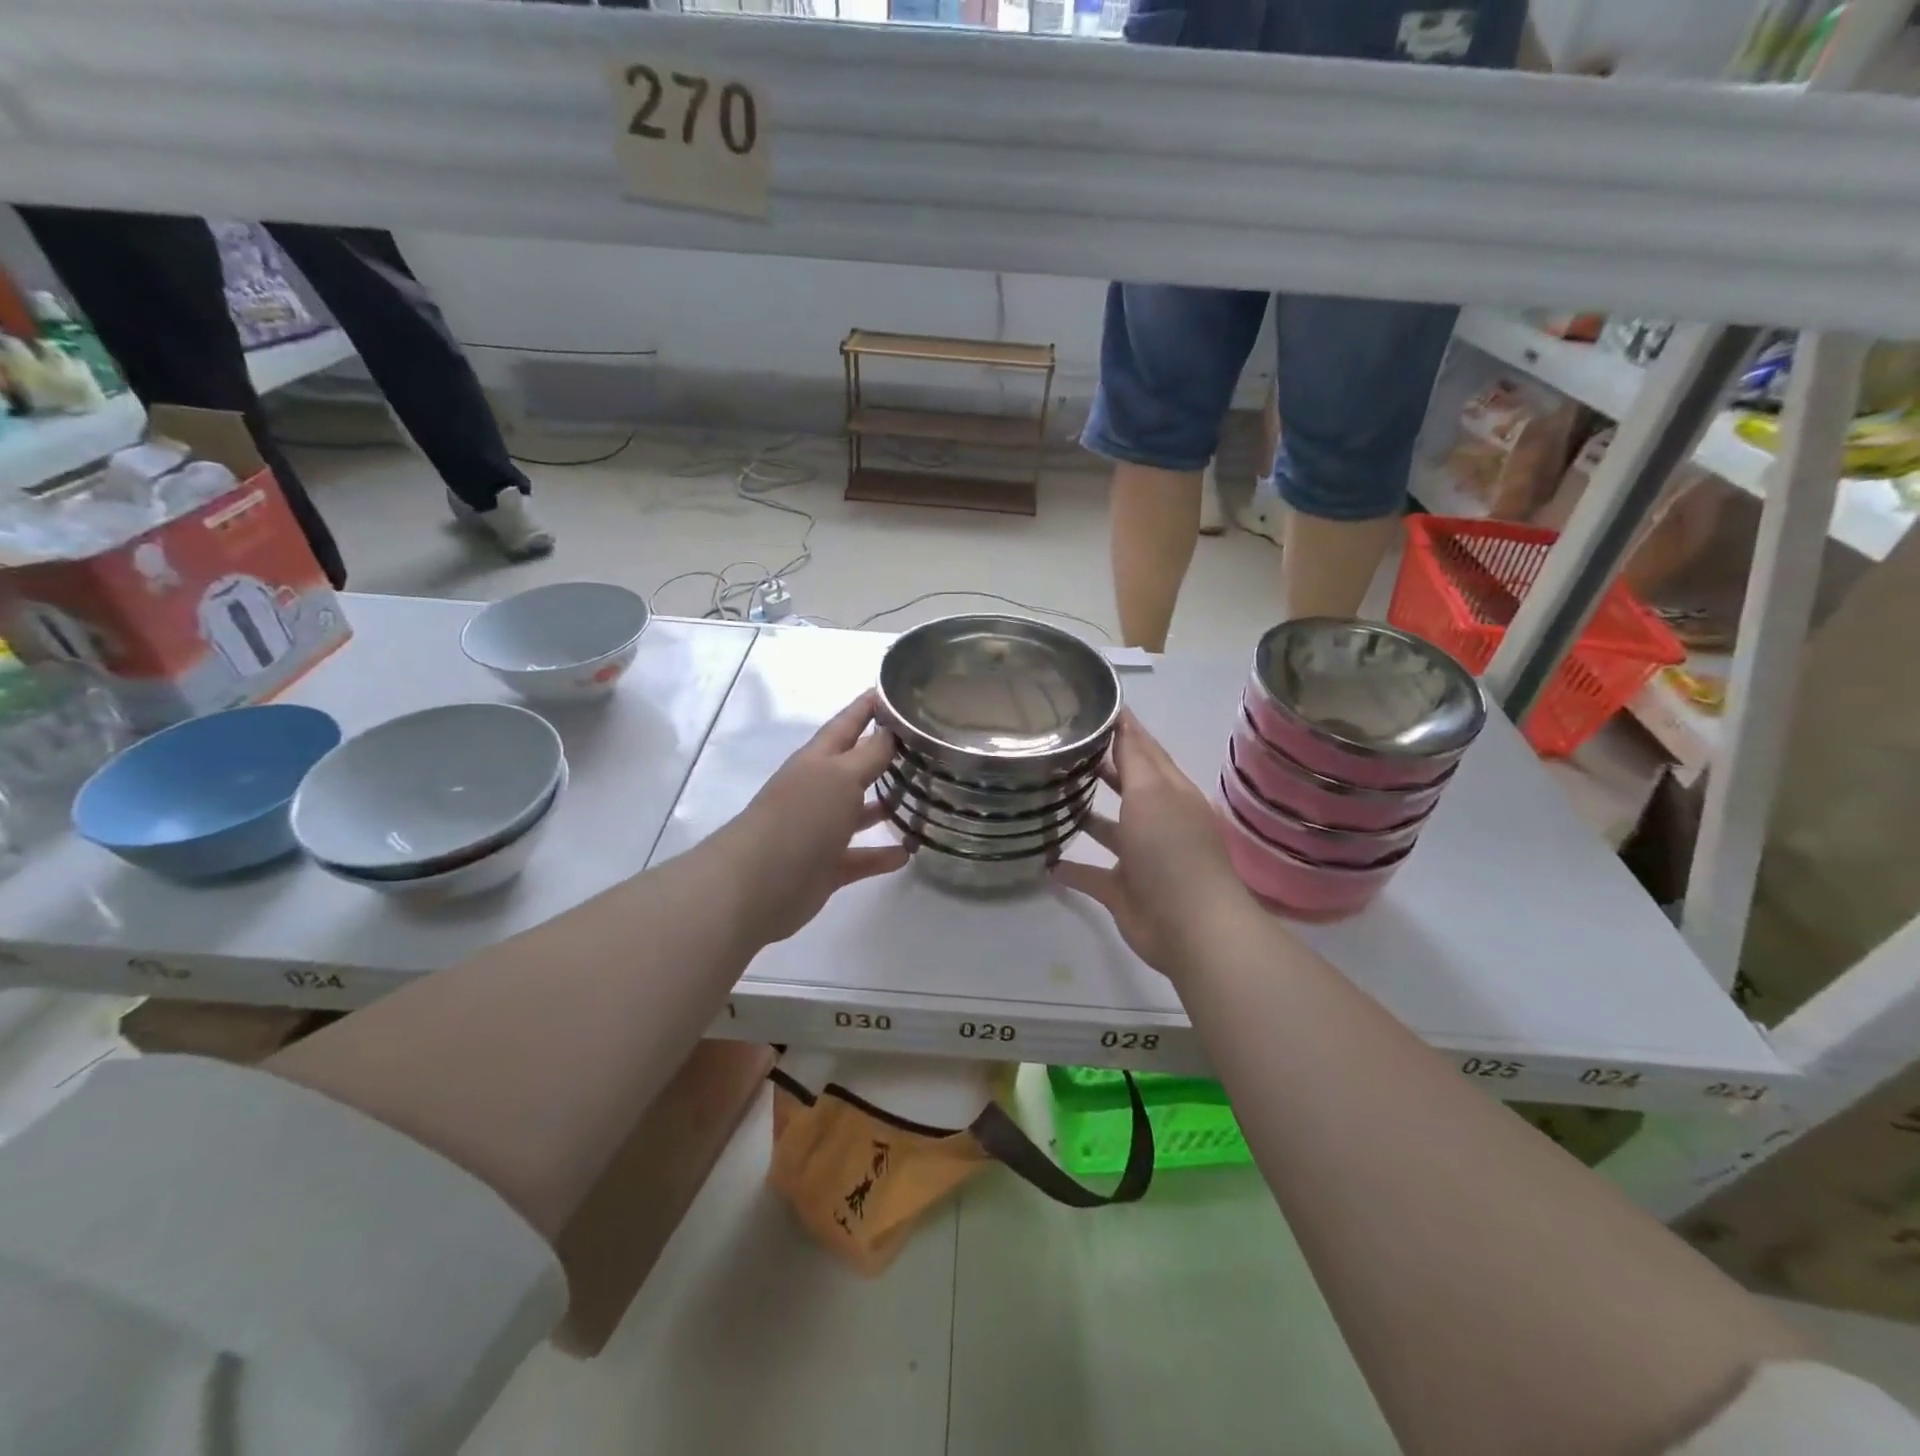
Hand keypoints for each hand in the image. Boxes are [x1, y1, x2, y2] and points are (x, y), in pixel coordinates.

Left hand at [717, 692, 908, 946]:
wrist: (759, 883)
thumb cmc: (802, 817)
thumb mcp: (841, 776)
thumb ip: (870, 754)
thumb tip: (892, 731)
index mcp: (818, 760)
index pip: (848, 723)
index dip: (869, 706)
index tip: (895, 689)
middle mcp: (819, 790)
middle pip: (855, 766)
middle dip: (884, 755)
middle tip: (924, 746)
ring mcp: (821, 829)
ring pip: (859, 812)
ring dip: (886, 805)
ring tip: (923, 798)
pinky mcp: (827, 867)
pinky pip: (861, 857)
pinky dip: (882, 855)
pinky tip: (908, 853)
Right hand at [1054, 712, 1261, 978]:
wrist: (1189, 926)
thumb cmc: (1171, 848)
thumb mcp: (1152, 792)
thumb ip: (1133, 757)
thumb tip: (1123, 718)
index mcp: (1170, 792)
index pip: (1145, 751)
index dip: (1124, 729)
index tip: (1093, 707)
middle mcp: (1156, 821)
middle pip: (1126, 788)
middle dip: (1100, 769)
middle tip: (1060, 750)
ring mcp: (1140, 858)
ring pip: (1108, 830)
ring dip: (1084, 816)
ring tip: (1046, 798)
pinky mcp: (1123, 891)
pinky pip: (1091, 875)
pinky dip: (1071, 870)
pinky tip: (1044, 861)